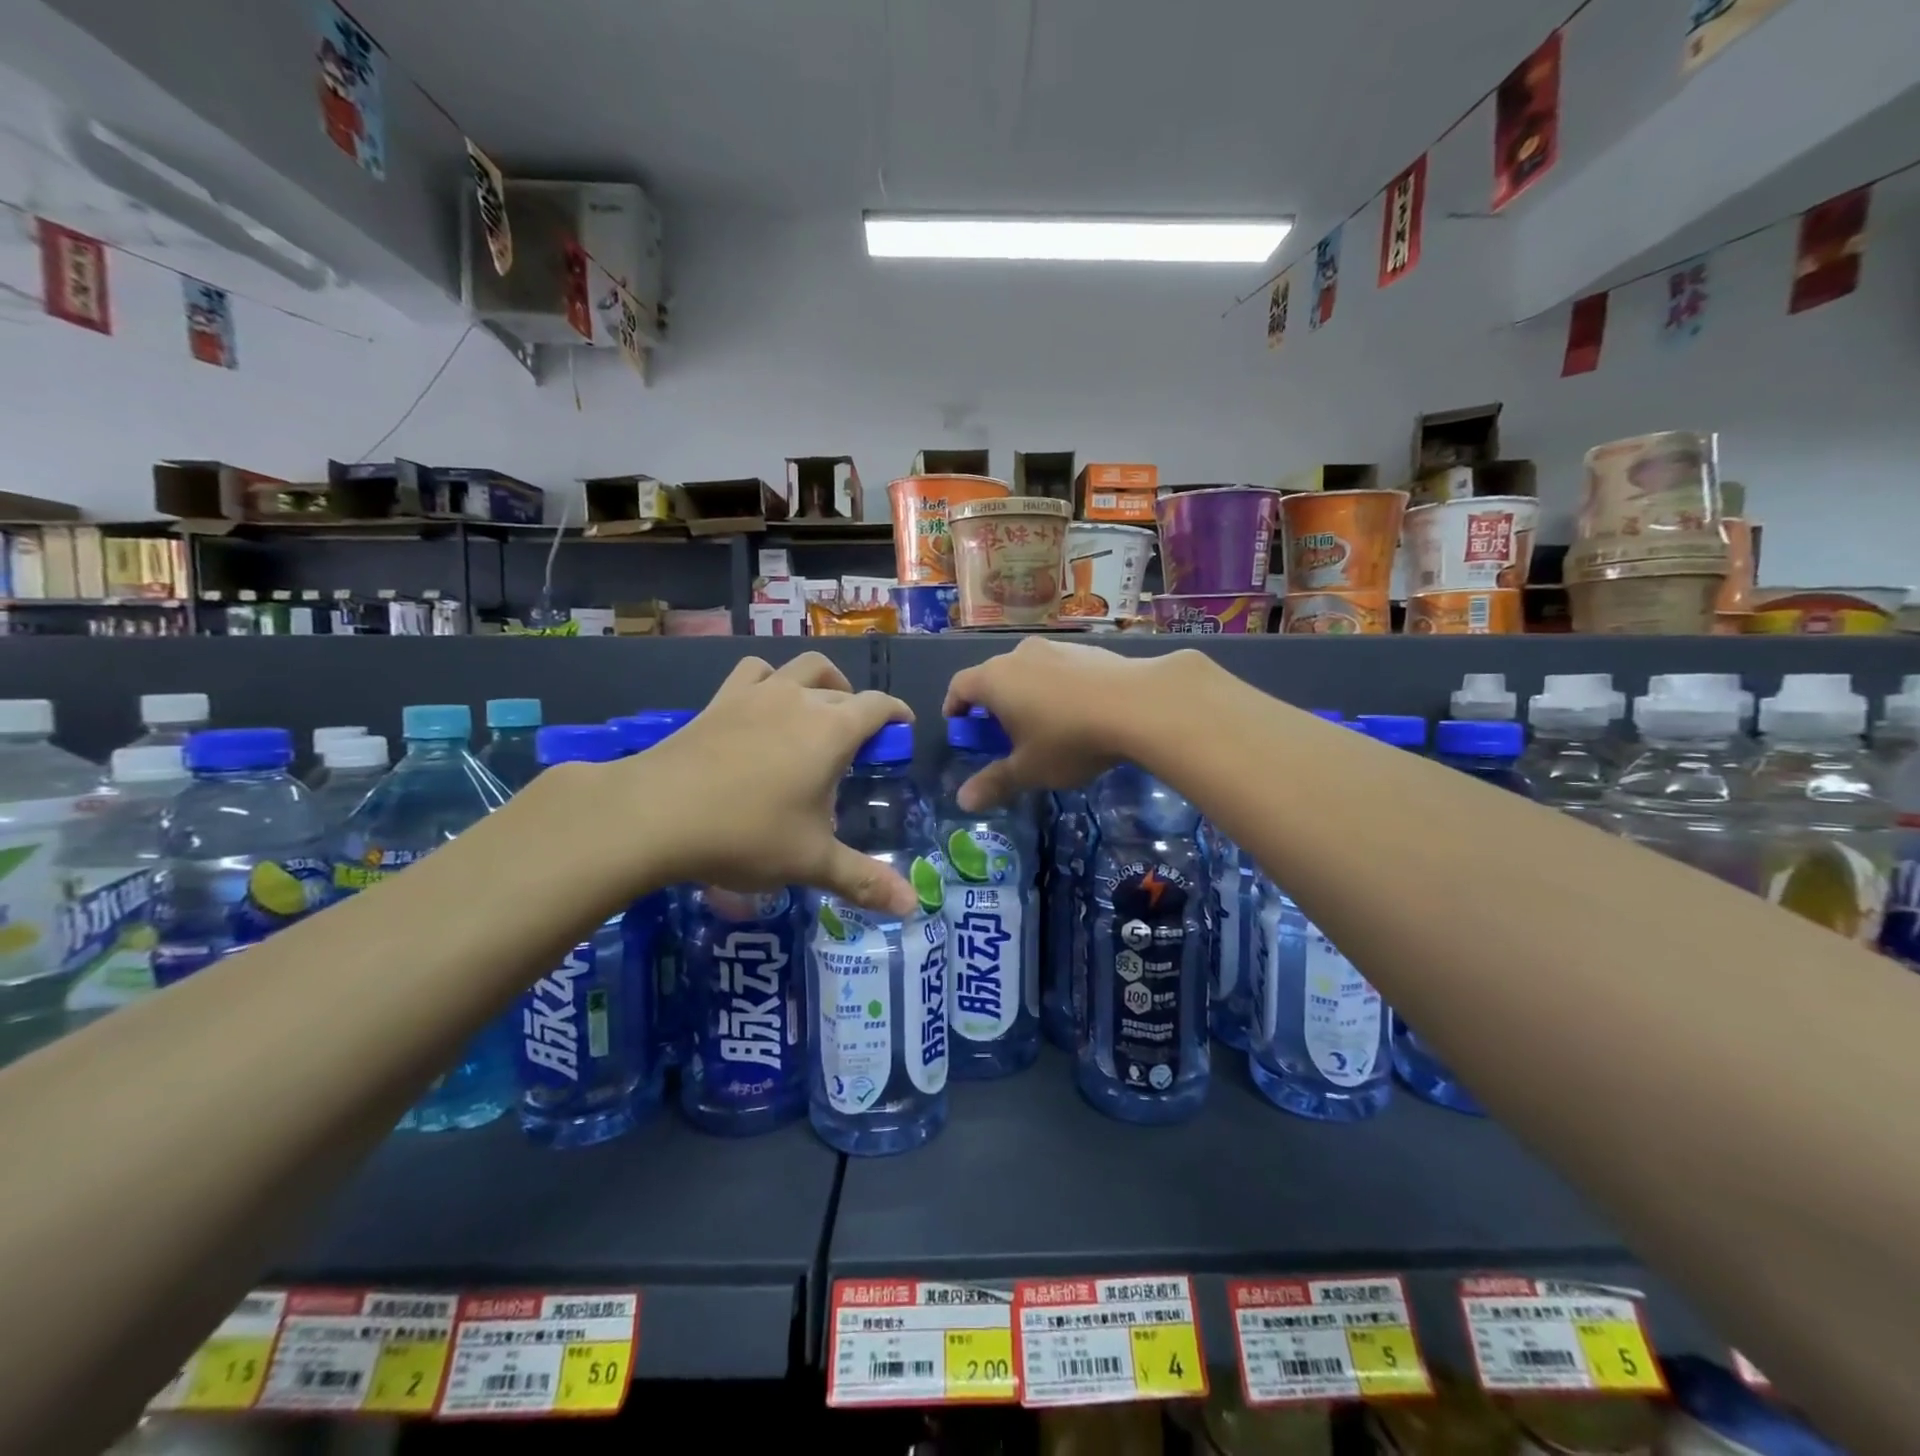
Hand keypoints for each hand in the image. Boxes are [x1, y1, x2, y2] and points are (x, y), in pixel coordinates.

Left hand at [628, 654, 917, 913]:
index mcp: (832, 731)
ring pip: (804, 667)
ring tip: (820, 710)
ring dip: (823, 682)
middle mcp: (801, 701)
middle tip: (857, 749)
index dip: (897, 715)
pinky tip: (765, 704)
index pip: (879, 706)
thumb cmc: (746, 834)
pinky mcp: (722, 699)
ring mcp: (758, 694)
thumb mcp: (811, 862)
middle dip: (860, 712)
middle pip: (844, 691)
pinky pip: (756, 672)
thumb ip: (865, 881)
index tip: (902, 732)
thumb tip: (913, 906)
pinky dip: (771, 680)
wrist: (656, 814)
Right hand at [941, 639, 1205, 809]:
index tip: (957, 722)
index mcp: (995, 680)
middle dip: (992, 701)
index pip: (960, 685)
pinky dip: (1057, 686)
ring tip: (1041, 721)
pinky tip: (1078, 710)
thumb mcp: (1029, 770)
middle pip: (994, 675)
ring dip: (1026, 691)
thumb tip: (963, 801)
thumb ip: (995, 782)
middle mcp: (1020, 655)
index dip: (954, 705)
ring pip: (1029, 669)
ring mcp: (1056, 648)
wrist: (1139, 704)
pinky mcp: (1089, 650)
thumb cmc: (1069, 739)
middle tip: (1000, 729)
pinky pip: (1060, 668)